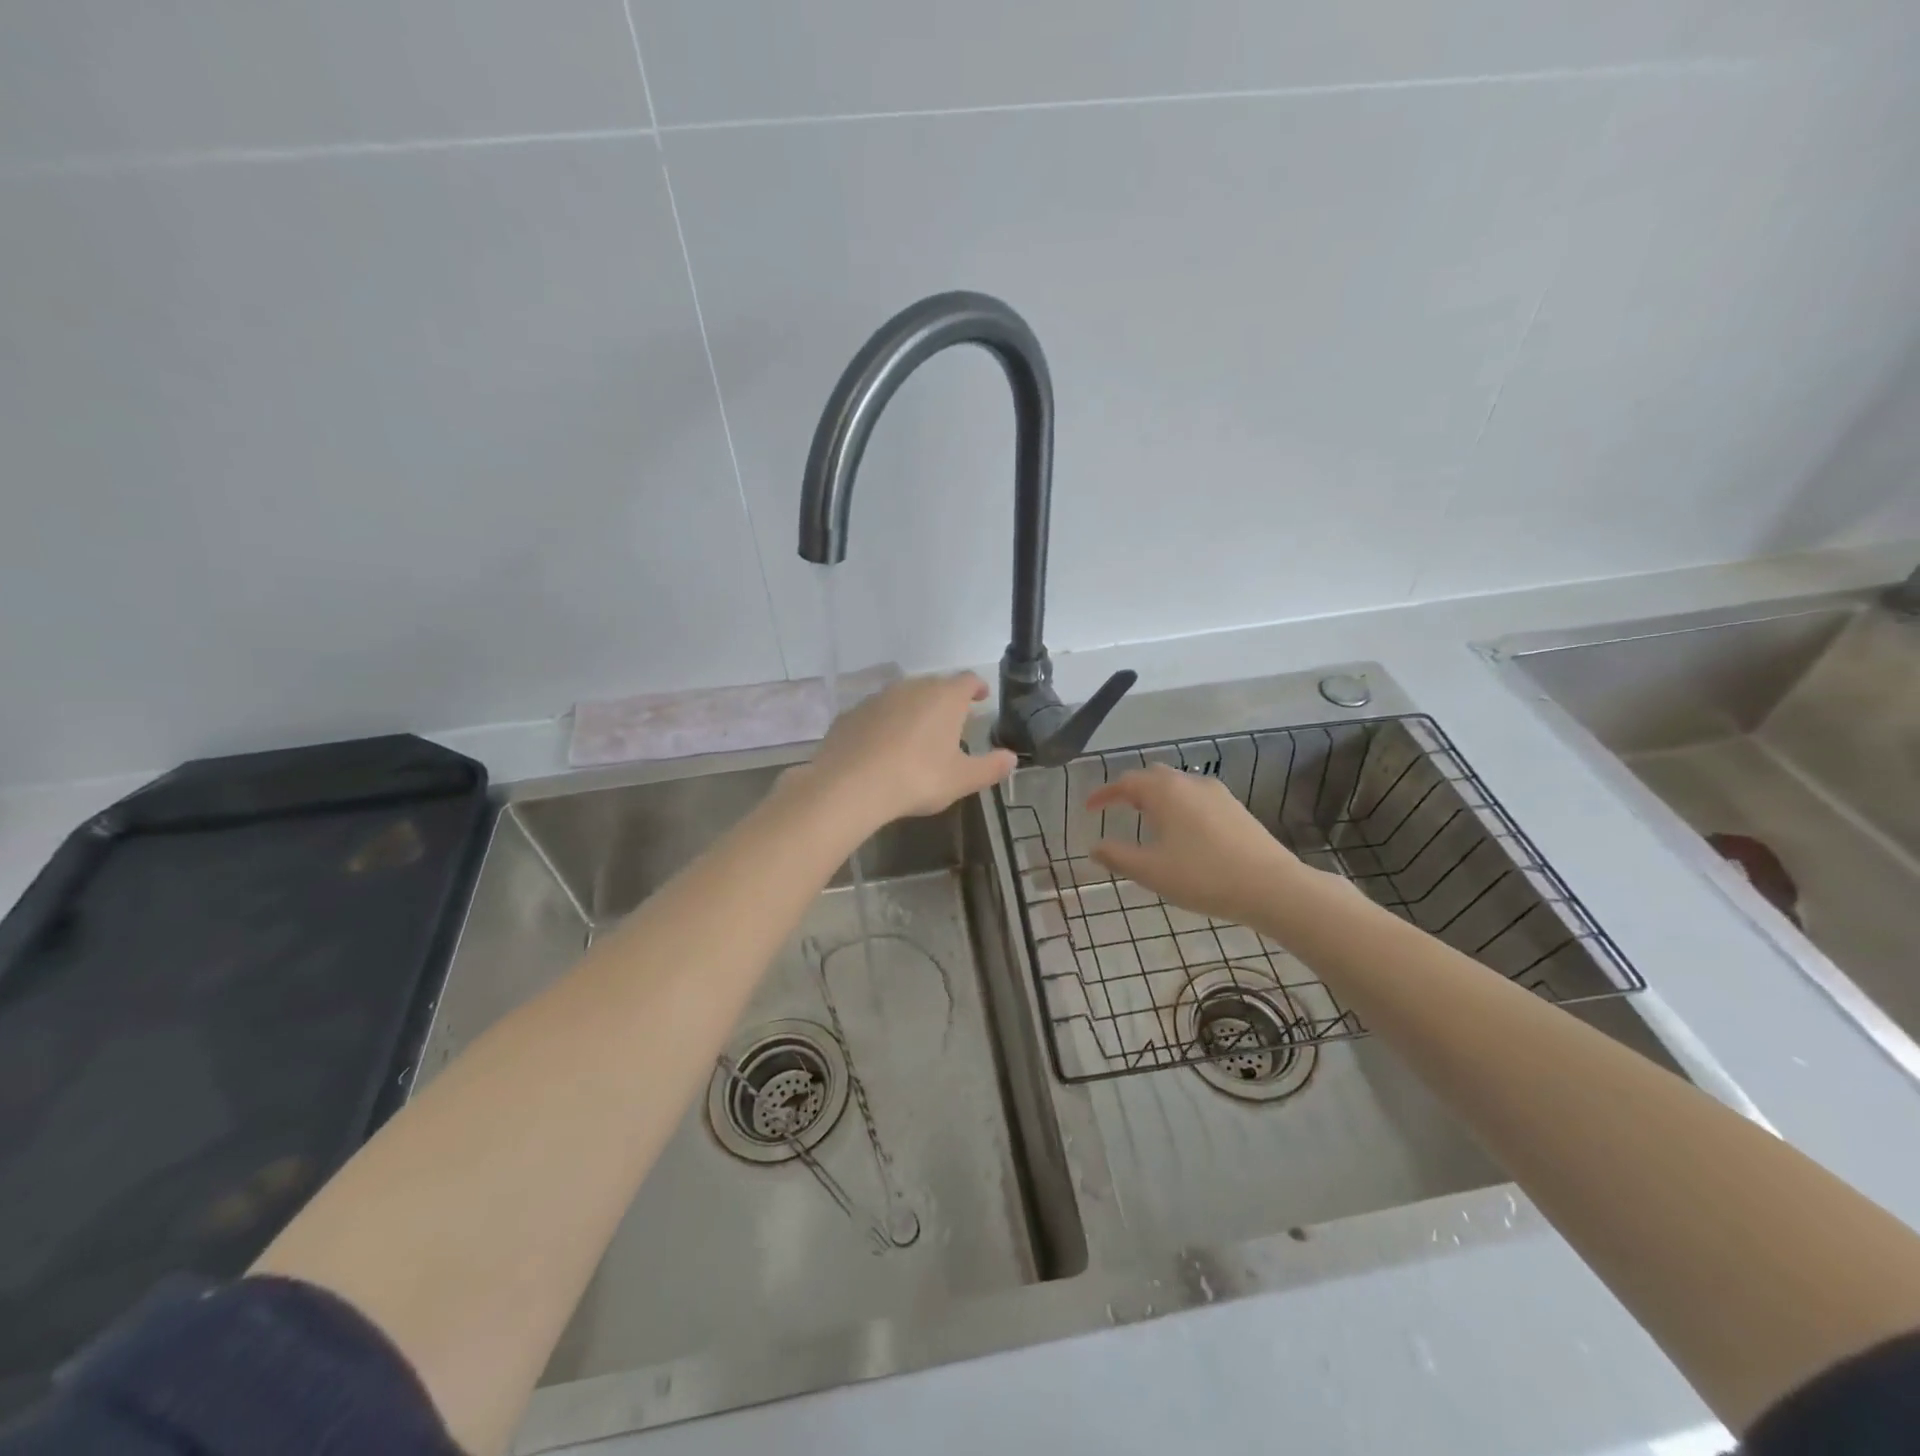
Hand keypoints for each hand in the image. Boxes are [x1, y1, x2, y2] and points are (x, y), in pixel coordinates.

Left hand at [799, 672, 1017, 829]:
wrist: (851, 785)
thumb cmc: (917, 778)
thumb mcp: (962, 779)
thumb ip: (990, 767)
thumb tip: (1012, 758)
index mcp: (944, 697)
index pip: (967, 680)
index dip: (977, 687)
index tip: (981, 697)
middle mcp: (911, 688)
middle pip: (934, 684)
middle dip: (945, 698)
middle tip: (952, 719)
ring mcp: (877, 698)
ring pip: (902, 696)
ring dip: (913, 709)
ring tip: (917, 733)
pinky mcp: (851, 714)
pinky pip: (876, 713)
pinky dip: (885, 723)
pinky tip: (883, 746)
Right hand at [1086, 765, 1330, 926]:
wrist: (1271, 886)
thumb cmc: (1203, 876)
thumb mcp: (1151, 871)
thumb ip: (1117, 857)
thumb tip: (1095, 847)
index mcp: (1164, 792)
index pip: (1125, 782)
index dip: (1104, 794)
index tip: (1090, 808)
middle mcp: (1189, 783)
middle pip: (1153, 776)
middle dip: (1131, 789)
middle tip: (1118, 809)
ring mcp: (1217, 793)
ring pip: (1177, 785)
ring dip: (1157, 797)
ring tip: (1148, 821)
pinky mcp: (1235, 808)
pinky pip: (1196, 797)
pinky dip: (1179, 805)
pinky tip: (1183, 832)